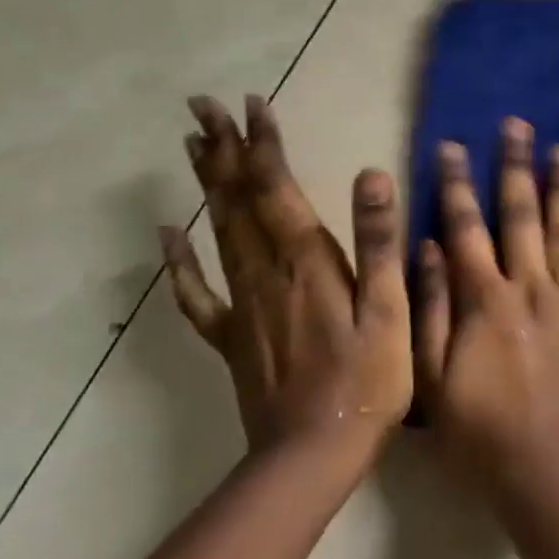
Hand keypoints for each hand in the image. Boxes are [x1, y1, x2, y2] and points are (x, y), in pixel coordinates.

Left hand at [158, 95, 411, 455]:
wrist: (312, 455)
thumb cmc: (367, 381)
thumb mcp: (390, 310)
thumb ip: (377, 242)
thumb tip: (371, 175)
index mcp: (306, 262)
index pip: (277, 188)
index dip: (263, 144)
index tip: (251, 103)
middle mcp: (265, 272)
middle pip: (237, 200)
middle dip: (222, 149)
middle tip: (202, 106)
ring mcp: (241, 305)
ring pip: (217, 231)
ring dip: (206, 185)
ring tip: (193, 146)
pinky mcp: (230, 338)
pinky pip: (196, 292)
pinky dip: (178, 260)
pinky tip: (167, 234)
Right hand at [414, 117, 558, 494]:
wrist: (545, 474)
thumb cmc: (478, 431)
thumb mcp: (430, 377)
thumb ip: (432, 308)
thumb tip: (429, 247)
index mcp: (487, 298)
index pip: (467, 227)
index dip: (456, 184)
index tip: (451, 146)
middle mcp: (533, 288)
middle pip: (523, 216)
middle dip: (516, 167)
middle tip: (519, 125)